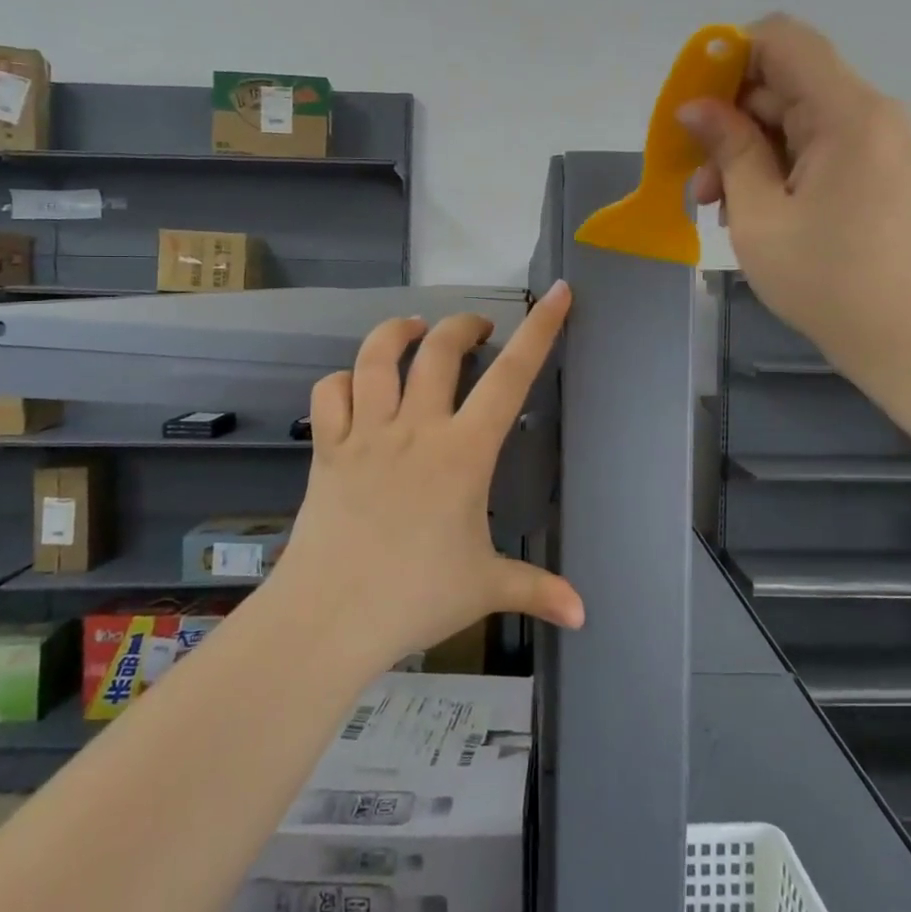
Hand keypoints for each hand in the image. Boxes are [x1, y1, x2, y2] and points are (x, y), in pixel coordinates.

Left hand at [268, 281, 583, 674]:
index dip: (539, 331)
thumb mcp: (486, 588)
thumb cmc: (415, 597)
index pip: (510, 377)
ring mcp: (365, 434)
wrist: (329, 618)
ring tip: (414, 328)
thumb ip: (537, 590)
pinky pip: (329, 394)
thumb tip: (583, 614)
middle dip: (463, 325)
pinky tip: (355, 383)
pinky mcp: (326, 449)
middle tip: (478, 328)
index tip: (556, 293)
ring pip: (376, 358)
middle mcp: (415, 428)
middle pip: (439, 351)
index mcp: (463, 452)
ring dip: (397, 332)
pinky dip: (342, 380)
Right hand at [683, 13, 910, 374]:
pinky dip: (777, 168)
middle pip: (785, 81)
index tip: (693, 106)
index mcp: (846, 112)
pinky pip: (816, 147)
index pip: (782, 39)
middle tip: (696, 178)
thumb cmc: (828, 280)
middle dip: (730, 119)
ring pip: (795, 119)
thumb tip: (694, 107)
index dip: (728, 57)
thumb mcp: (760, 216)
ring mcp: (877, 142)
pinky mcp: (877, 171)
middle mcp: (869, 113)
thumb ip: (728, 150)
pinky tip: (753, 212)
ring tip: (718, 206)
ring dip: (748, 151)